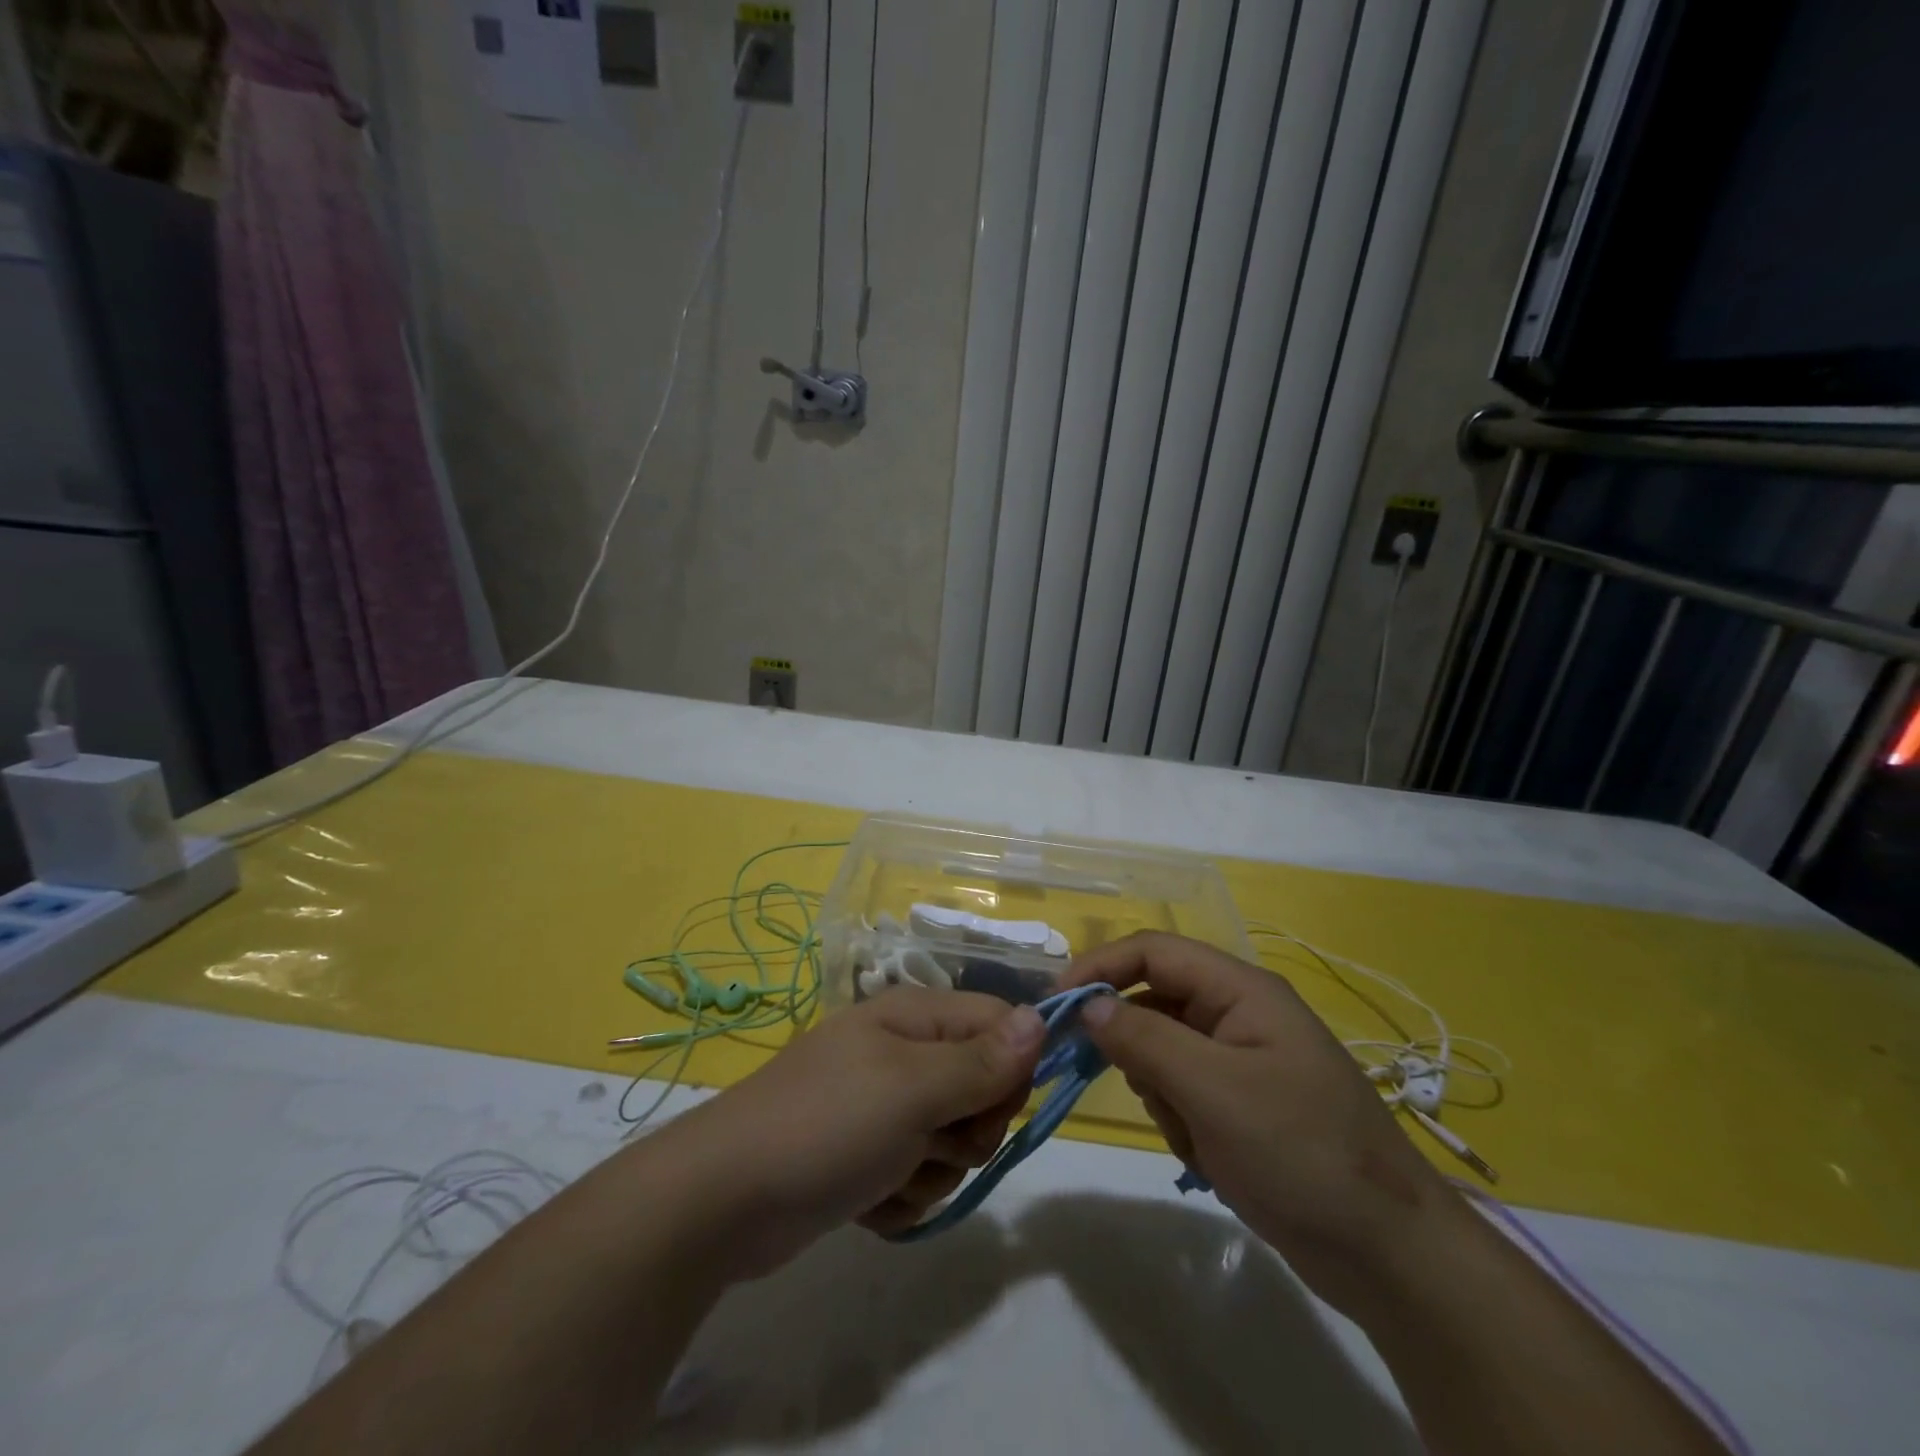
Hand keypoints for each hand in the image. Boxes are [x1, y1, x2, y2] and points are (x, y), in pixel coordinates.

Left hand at [651, 989, 1044, 1278]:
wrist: (724, 1199)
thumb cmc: (827, 1125)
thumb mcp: (913, 1089)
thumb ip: (982, 1060)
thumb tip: (1042, 1018)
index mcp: (914, 1018)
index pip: (999, 1024)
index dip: (1012, 1068)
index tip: (998, 1109)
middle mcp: (904, 1054)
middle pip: (982, 1088)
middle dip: (968, 1130)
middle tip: (932, 1141)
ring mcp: (883, 1107)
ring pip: (953, 1142)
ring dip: (932, 1171)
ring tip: (887, 1173)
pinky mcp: (867, 1156)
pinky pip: (918, 1175)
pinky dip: (901, 1195)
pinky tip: (866, 1199)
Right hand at [1062, 932, 1456, 1316]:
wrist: (1390, 1256)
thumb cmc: (1302, 1154)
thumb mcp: (1214, 1091)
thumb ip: (1144, 1038)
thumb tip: (1088, 1004)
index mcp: (1241, 990)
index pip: (1153, 951)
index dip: (1100, 967)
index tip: (1055, 1005)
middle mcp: (1239, 1013)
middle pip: (1154, 1000)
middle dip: (1130, 1041)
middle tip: (1112, 1082)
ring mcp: (1241, 1060)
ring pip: (1162, 1049)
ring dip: (1158, 1089)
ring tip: (1189, 1133)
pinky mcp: (1240, 1103)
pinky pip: (1181, 1089)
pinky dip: (1178, 1118)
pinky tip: (1205, 1155)